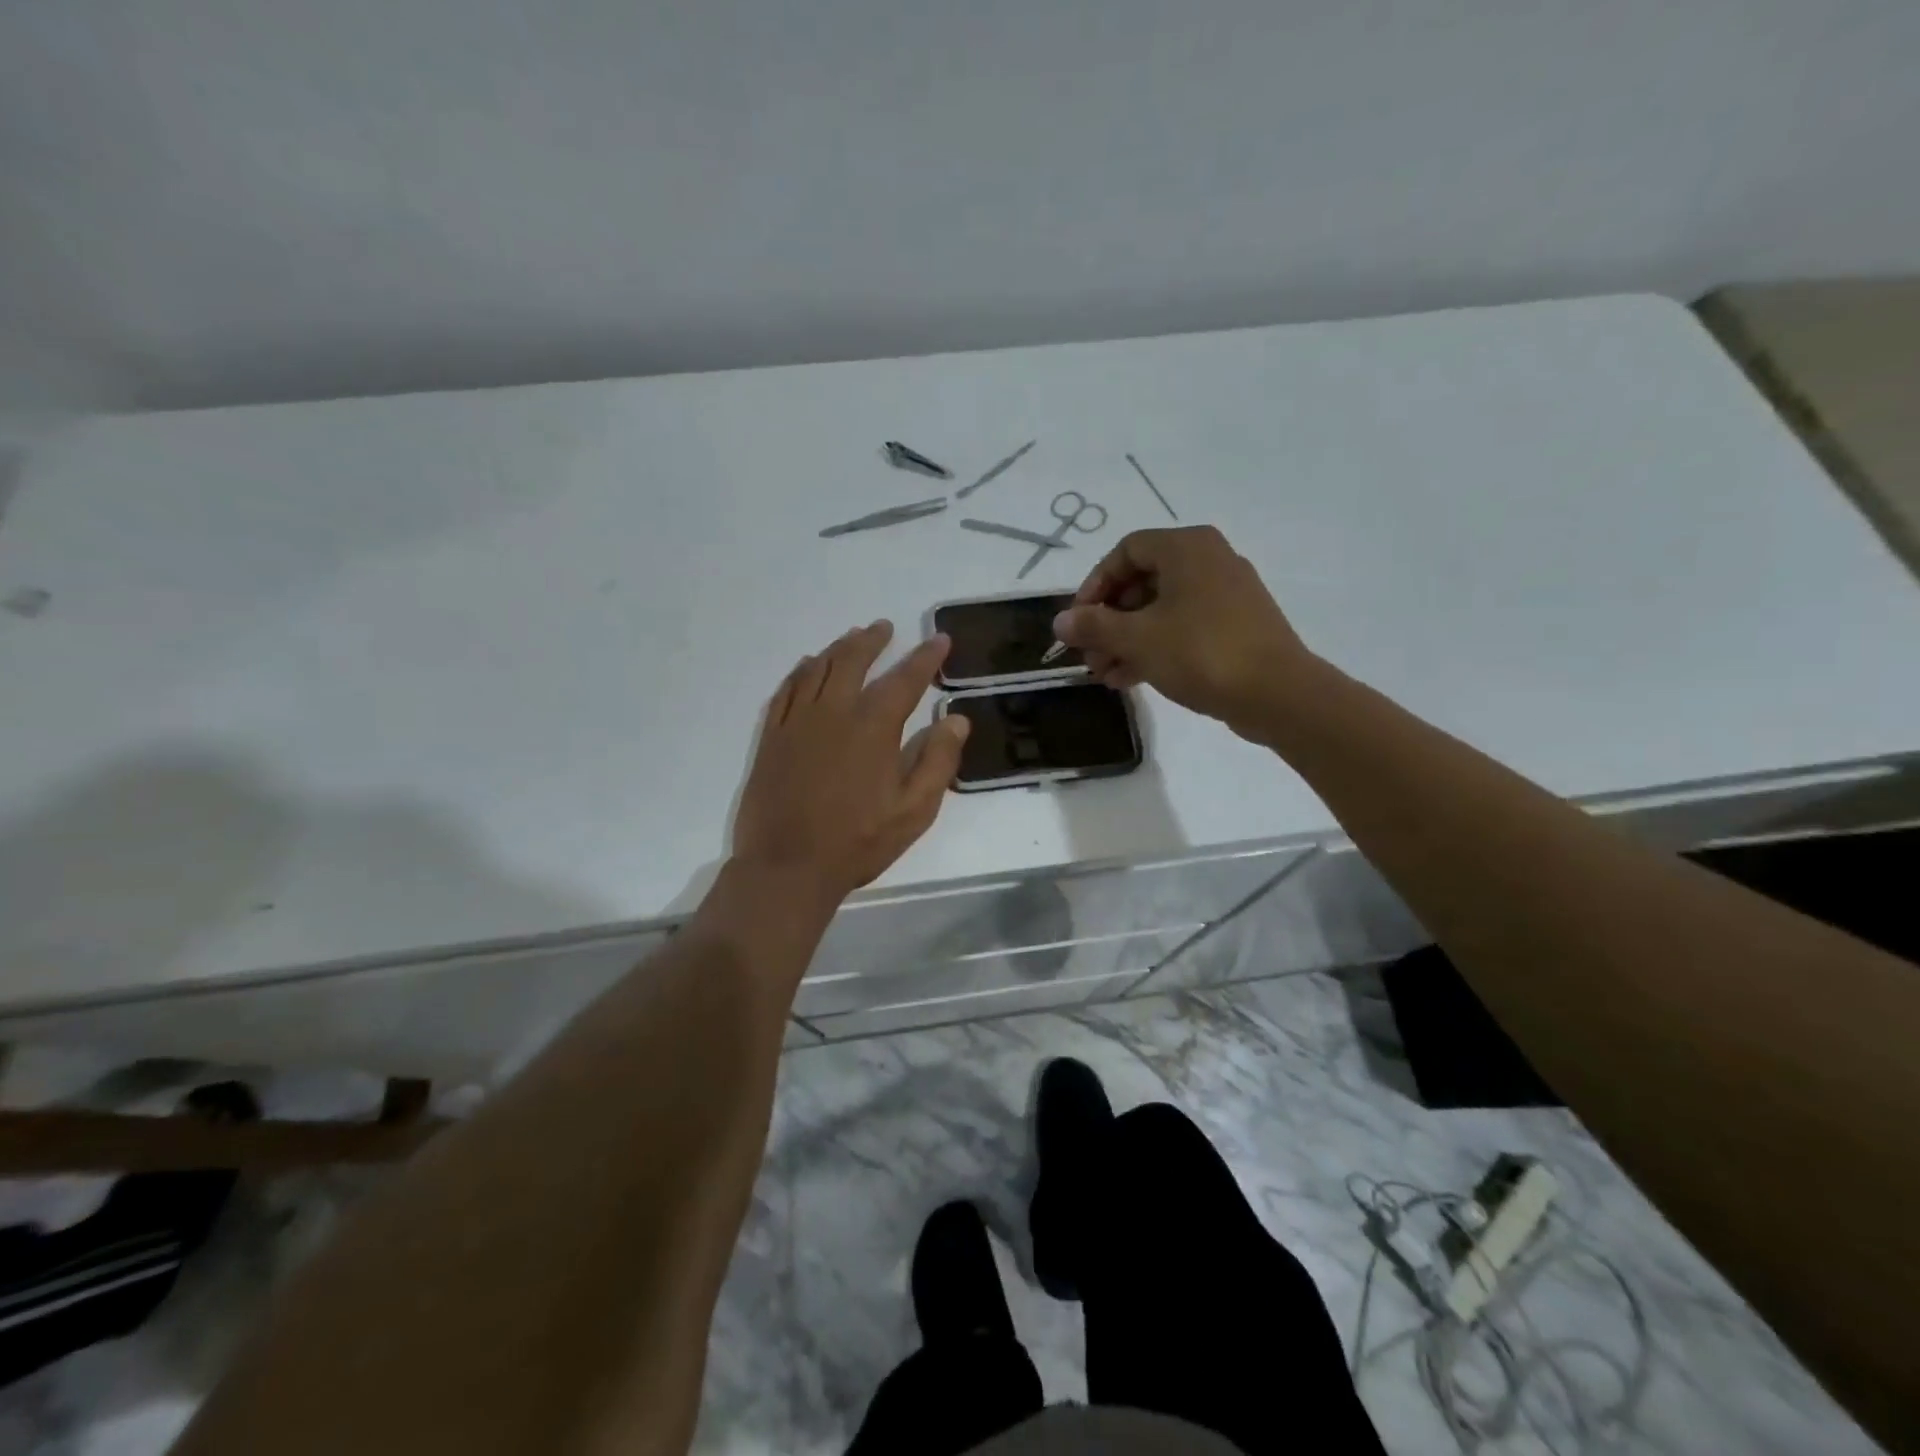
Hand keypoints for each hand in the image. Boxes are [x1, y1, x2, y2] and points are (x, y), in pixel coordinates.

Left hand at [732, 621, 969, 901]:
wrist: (787, 866)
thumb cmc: (858, 842)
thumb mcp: (914, 810)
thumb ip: (938, 761)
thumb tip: (956, 719)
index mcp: (873, 727)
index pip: (905, 679)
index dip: (925, 657)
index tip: (939, 639)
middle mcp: (834, 711)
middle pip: (854, 660)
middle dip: (873, 640)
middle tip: (885, 627)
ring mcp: (797, 721)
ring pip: (818, 668)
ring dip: (839, 648)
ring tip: (852, 638)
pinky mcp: (772, 736)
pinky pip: (787, 690)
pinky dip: (801, 671)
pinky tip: (808, 666)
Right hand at [1052, 526, 1316, 739]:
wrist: (1278, 694)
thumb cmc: (1202, 653)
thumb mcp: (1137, 639)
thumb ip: (1094, 627)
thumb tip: (1060, 622)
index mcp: (1187, 548)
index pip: (1125, 551)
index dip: (1094, 585)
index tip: (1078, 621)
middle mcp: (1208, 560)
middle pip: (1142, 582)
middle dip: (1108, 621)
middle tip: (1089, 655)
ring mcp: (1225, 594)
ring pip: (1161, 609)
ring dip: (1126, 640)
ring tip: (1104, 674)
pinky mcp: (1236, 625)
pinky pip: (1183, 627)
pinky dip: (1155, 647)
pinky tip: (1130, 679)